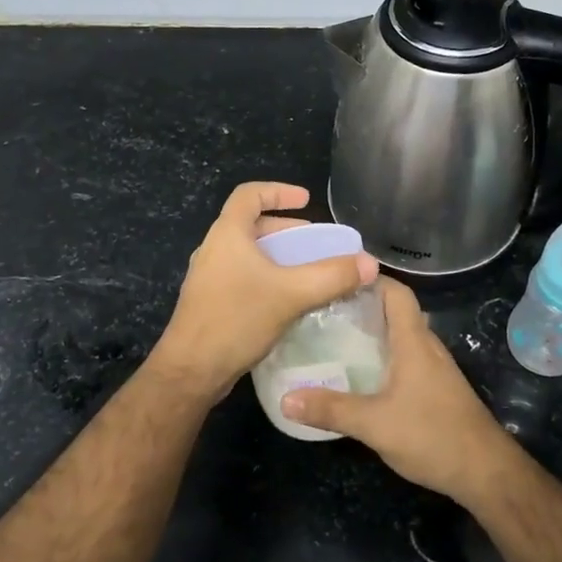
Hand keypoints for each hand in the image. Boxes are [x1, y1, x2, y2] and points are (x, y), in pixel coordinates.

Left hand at [151, 181, 378, 398]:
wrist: (191, 370)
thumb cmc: (236, 319)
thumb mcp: (291, 294)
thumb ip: (332, 276)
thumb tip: (370, 264)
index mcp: (227, 234)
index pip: (249, 194)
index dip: (278, 191)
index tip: (306, 200)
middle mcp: (214, 249)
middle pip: (250, 224)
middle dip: (285, 229)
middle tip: (315, 242)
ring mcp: (209, 278)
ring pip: (248, 254)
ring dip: (278, 256)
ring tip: (307, 271)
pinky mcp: (211, 303)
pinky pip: (244, 277)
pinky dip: (268, 278)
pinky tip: (288, 301)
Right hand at [283, 280, 516, 504]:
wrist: (486, 472)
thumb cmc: (433, 436)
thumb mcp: (375, 424)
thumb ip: (331, 409)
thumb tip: (285, 399)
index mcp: (414, 342)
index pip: (397, 293)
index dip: (371, 280)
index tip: (336, 280)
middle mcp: (427, 347)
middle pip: (396, 312)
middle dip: (362, 307)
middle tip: (324, 311)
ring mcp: (435, 369)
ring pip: (401, 337)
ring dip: (373, 333)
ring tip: (334, 339)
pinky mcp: (437, 389)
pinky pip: (406, 359)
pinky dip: (384, 357)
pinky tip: (362, 376)